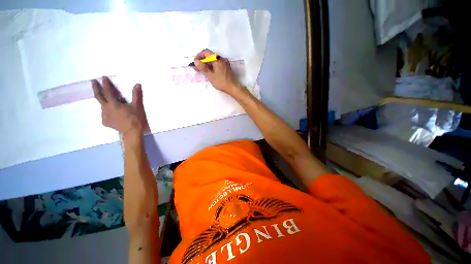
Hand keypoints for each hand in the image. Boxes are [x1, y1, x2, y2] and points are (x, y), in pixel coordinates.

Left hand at [92, 76, 149, 137]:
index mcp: (113, 104)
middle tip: (93, 81)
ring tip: (107, 100)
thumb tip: (137, 84)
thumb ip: (136, 95)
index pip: (108, 91)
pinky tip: (111, 113)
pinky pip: (104, 114)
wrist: (132, 132)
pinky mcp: (105, 122)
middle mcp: (106, 108)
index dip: (106, 84)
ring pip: (102, 106)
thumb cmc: (135, 118)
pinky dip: (107, 112)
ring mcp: (104, 116)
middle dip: (96, 88)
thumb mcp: (137, 106)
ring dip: (103, 101)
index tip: (103, 77)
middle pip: (99, 97)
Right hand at [193, 49, 242, 94]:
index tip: (195, 63)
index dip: (199, 56)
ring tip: (202, 70)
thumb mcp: (210, 76)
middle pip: (209, 56)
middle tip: (197, 67)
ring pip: (213, 60)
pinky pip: (217, 63)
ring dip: (207, 64)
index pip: (206, 52)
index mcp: (217, 59)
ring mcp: (224, 62)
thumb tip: (196, 61)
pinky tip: (209, 71)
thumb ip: (203, 68)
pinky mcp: (226, 66)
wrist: (232, 87)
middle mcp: (221, 58)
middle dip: (202, 61)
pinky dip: (212, 66)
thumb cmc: (221, 82)